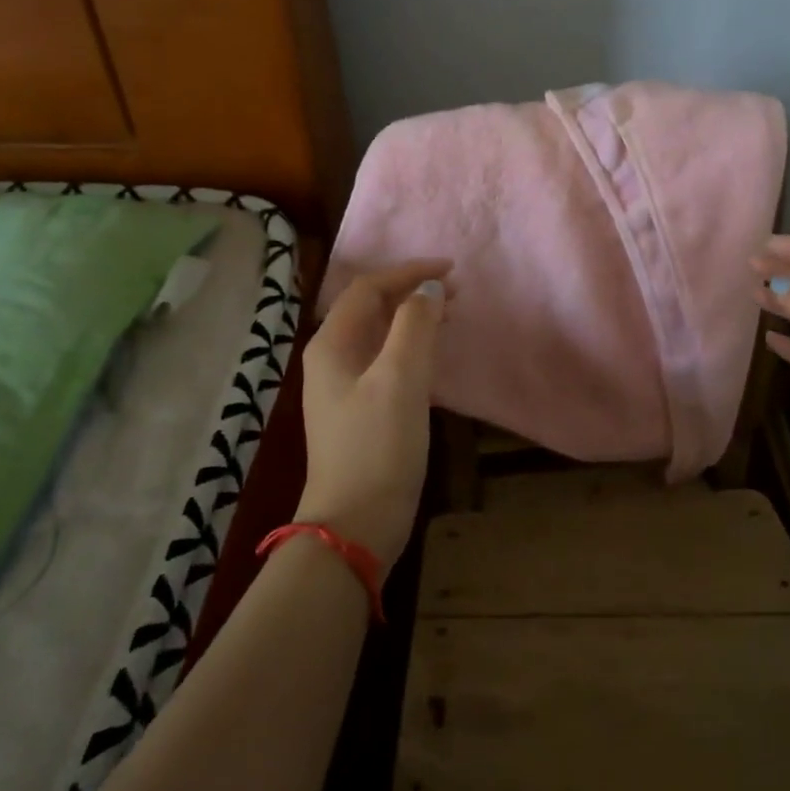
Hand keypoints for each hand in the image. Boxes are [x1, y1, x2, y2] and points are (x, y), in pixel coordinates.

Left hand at [297, 261, 450, 564]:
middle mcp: (333, 358)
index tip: (452, 270)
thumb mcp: (400, 379)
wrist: (357, 520)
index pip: (369, 288)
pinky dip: (412, 346)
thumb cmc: (377, 446)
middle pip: (372, 308)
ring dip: (414, 318)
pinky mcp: (362, 409)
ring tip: (451, 314)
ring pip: (381, 335)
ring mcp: (345, 386)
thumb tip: (429, 289)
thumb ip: (415, 326)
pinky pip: (387, 361)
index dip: (409, 272)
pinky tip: (434, 354)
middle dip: (412, 292)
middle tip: (457, 292)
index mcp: (332, 344)